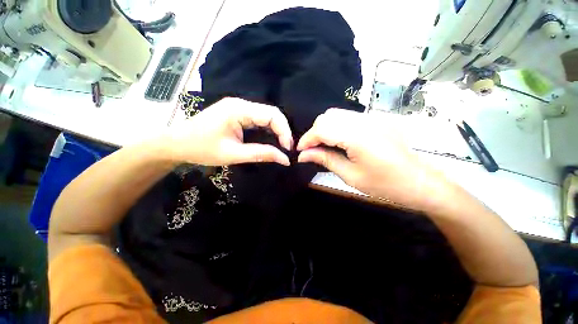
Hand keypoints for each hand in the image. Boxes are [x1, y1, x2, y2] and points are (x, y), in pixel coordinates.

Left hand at [164, 98, 292, 165]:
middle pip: (271, 113)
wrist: (176, 143)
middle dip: (282, 131)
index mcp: (238, 109)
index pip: (272, 115)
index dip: (284, 131)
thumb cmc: (201, 149)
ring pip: (266, 116)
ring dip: (276, 131)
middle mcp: (241, 104)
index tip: (287, 148)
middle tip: (286, 148)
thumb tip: (285, 159)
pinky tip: (270, 140)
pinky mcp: (237, 114)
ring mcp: (239, 108)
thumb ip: (261, 154)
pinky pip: (259, 120)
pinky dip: (268, 130)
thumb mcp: (233, 154)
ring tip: (281, 146)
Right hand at [297, 108, 446, 209]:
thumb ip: (325, 159)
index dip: (307, 139)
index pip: (322, 128)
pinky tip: (337, 141)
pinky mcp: (376, 119)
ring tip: (323, 146)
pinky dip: (336, 127)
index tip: (300, 151)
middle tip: (312, 150)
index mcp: (358, 136)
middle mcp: (365, 120)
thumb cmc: (385, 184)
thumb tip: (303, 155)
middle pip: (327, 116)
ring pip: (336, 114)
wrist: (419, 182)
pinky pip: (348, 117)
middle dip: (314, 132)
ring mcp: (372, 117)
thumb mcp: (350, 175)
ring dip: (324, 128)